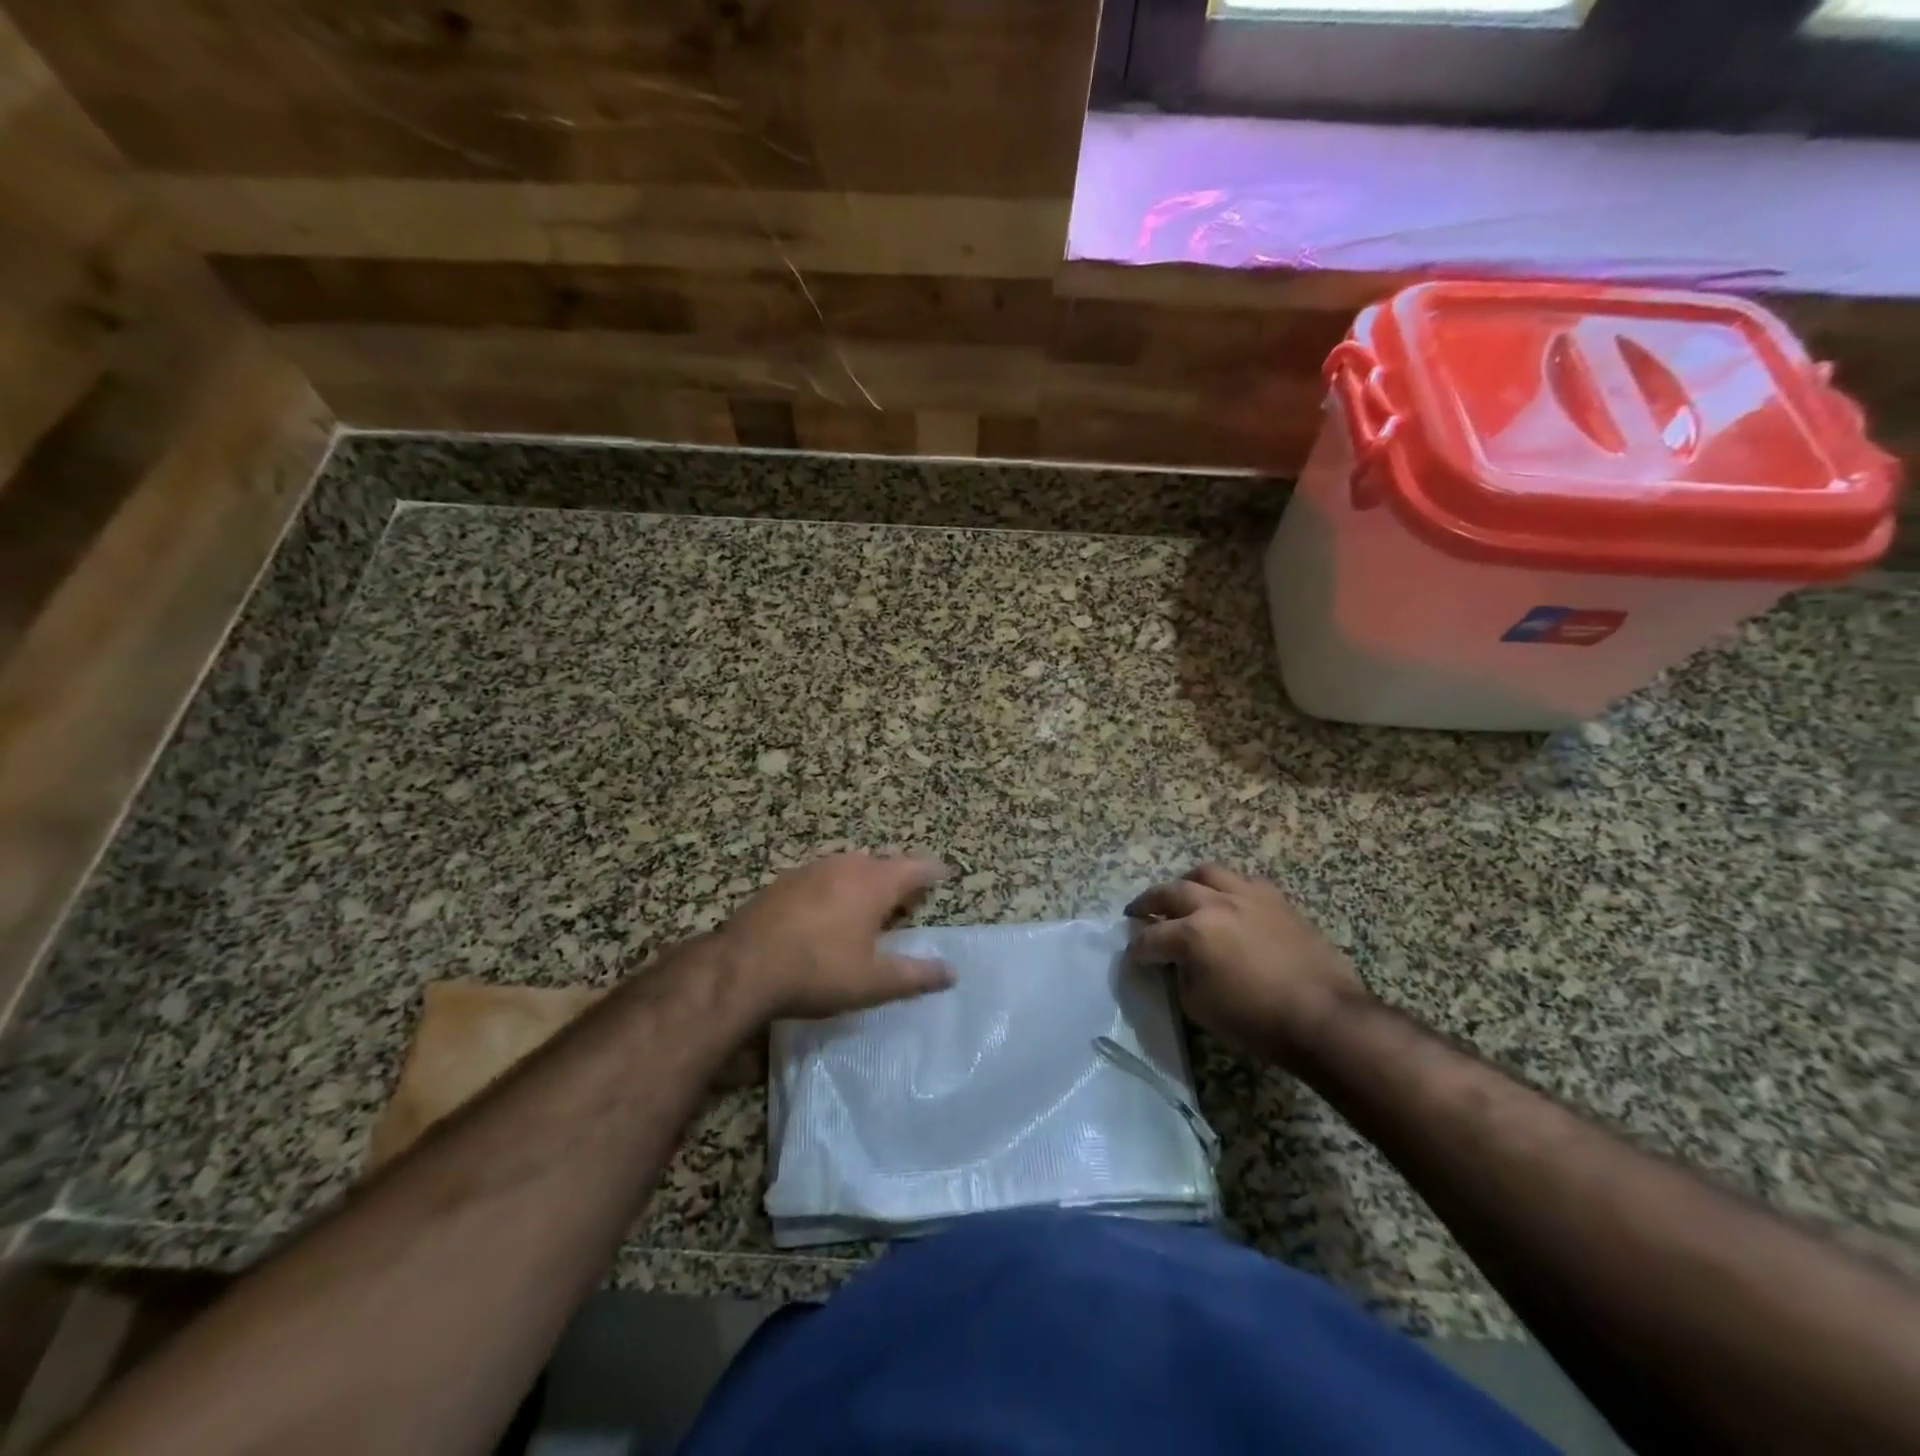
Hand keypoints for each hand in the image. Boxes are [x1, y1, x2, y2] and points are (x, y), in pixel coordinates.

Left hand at [715, 853, 953, 1020]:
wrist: (743, 967)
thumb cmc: (818, 971)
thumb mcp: (873, 982)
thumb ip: (915, 976)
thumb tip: (951, 972)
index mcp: (873, 884)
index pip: (913, 869)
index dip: (931, 871)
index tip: (944, 873)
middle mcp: (845, 866)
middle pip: (880, 863)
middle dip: (897, 876)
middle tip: (907, 896)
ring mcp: (810, 870)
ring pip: (848, 867)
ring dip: (863, 879)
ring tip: (869, 901)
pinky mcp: (782, 882)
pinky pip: (820, 877)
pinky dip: (833, 888)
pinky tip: (825, 910)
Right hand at [1127, 864, 1369, 1062]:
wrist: (1323, 1017)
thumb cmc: (1256, 1020)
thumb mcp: (1200, 1007)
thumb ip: (1180, 976)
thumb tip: (1177, 962)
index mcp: (1192, 933)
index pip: (1151, 938)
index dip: (1137, 949)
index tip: (1132, 957)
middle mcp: (1215, 905)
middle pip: (1171, 892)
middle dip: (1148, 903)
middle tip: (1138, 912)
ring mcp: (1248, 897)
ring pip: (1207, 874)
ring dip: (1186, 883)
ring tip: (1182, 894)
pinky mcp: (1276, 900)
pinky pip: (1243, 881)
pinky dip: (1226, 887)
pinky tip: (1227, 900)